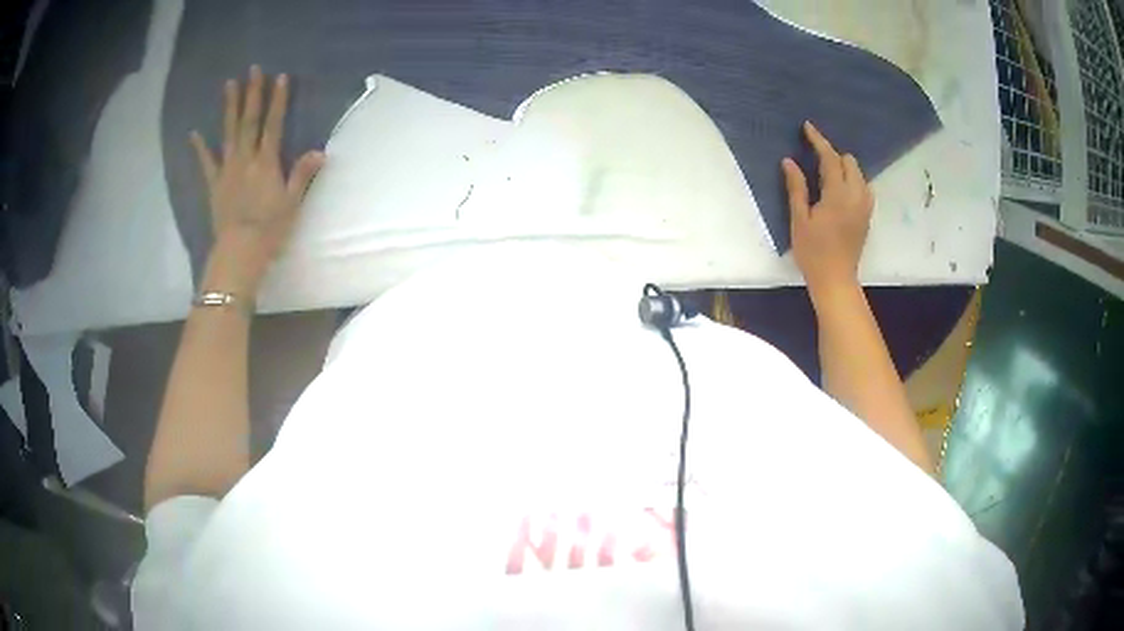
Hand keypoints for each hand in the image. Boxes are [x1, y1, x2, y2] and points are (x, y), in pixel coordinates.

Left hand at [190, 65, 324, 295]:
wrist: (239, 252)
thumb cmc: (269, 230)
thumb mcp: (292, 203)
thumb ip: (302, 174)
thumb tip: (320, 152)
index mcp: (266, 163)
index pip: (273, 124)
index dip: (278, 100)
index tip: (280, 77)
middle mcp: (246, 159)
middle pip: (249, 121)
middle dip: (252, 94)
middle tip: (253, 70)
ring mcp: (227, 170)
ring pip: (229, 133)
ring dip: (229, 108)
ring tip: (229, 84)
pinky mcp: (214, 185)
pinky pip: (206, 163)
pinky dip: (200, 148)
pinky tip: (194, 133)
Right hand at [781, 121, 873, 300]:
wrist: (836, 280)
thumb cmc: (813, 252)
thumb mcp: (799, 220)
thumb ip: (797, 188)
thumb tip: (789, 162)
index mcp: (838, 195)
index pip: (830, 158)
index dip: (818, 140)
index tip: (807, 127)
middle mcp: (856, 196)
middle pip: (849, 162)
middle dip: (833, 155)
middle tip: (814, 159)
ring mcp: (865, 206)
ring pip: (859, 174)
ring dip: (844, 168)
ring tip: (827, 173)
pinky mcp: (867, 216)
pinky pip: (864, 187)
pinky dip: (853, 180)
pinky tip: (840, 189)